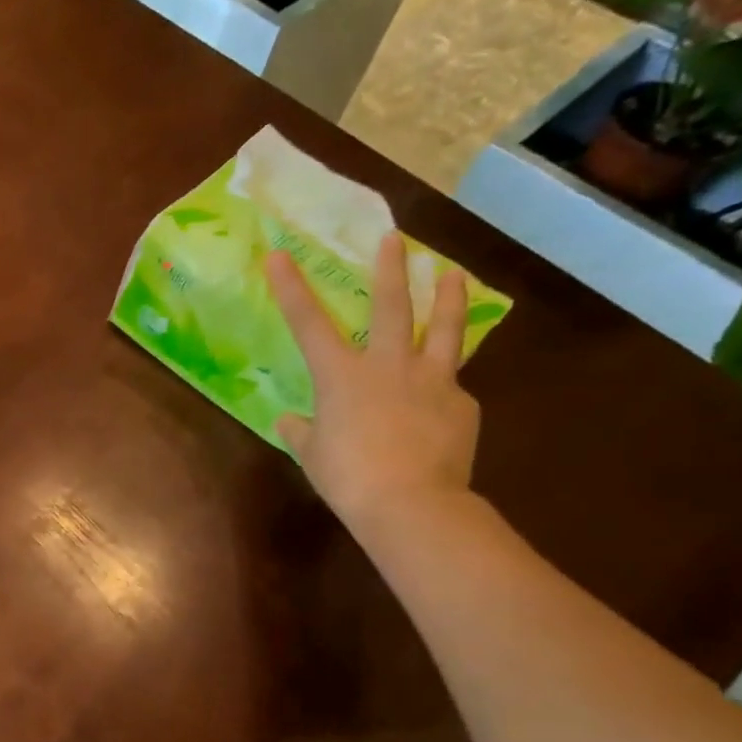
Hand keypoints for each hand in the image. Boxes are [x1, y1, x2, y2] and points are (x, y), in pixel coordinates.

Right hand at [266, 232, 479, 535]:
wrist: (412, 503)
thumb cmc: (347, 477)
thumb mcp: (312, 454)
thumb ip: (302, 431)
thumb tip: (291, 421)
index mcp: (341, 376)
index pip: (307, 323)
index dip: (291, 288)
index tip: (279, 255)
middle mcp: (387, 365)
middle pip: (391, 306)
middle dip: (390, 269)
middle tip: (394, 238)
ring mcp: (432, 380)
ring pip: (443, 329)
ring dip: (448, 297)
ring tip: (452, 273)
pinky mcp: (462, 403)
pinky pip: (451, 385)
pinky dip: (443, 385)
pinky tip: (440, 399)